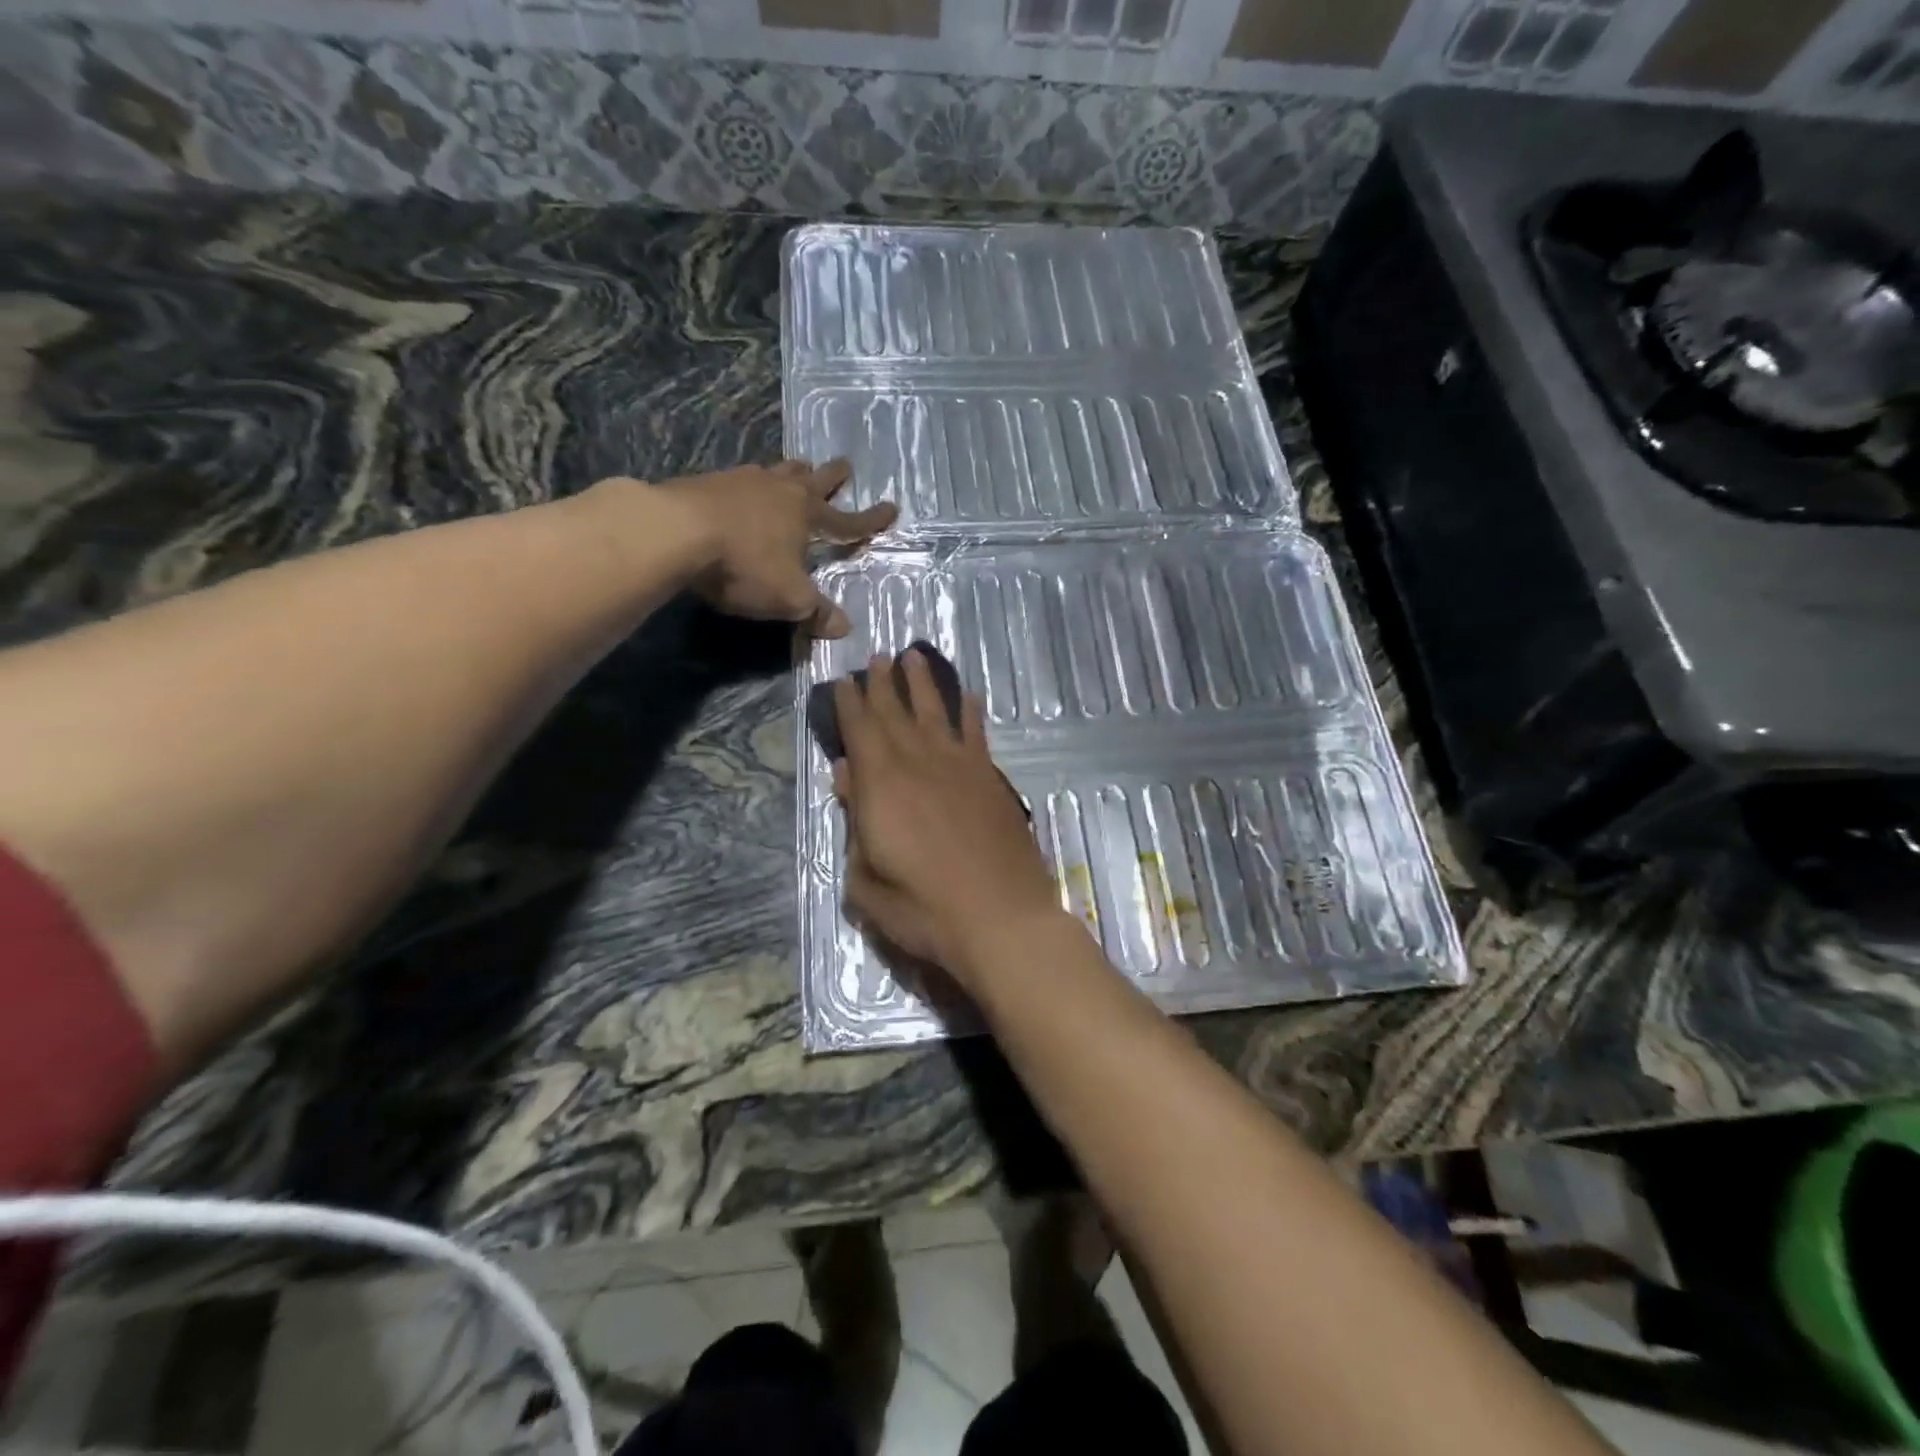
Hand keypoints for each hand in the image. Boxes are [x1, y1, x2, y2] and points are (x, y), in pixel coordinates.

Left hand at [649, 459, 895, 636]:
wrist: (676, 531)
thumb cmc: (745, 564)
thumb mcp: (788, 598)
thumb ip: (816, 612)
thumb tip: (844, 628)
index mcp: (807, 515)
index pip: (848, 521)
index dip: (870, 520)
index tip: (892, 508)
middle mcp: (780, 491)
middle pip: (814, 479)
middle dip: (832, 477)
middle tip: (844, 467)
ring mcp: (742, 481)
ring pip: (776, 471)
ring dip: (791, 472)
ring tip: (796, 469)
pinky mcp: (708, 482)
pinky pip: (740, 479)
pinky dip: (751, 484)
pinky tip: (742, 489)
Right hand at [831, 649, 1064, 986]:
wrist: (1000, 919)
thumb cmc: (924, 909)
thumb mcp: (866, 881)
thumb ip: (854, 825)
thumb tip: (846, 776)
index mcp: (882, 785)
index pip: (860, 730)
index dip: (849, 703)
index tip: (842, 679)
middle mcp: (919, 763)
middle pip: (896, 713)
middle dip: (883, 683)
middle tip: (877, 656)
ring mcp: (960, 768)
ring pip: (936, 712)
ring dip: (924, 683)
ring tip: (914, 656)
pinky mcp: (990, 779)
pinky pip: (976, 734)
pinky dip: (970, 712)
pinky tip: (969, 696)